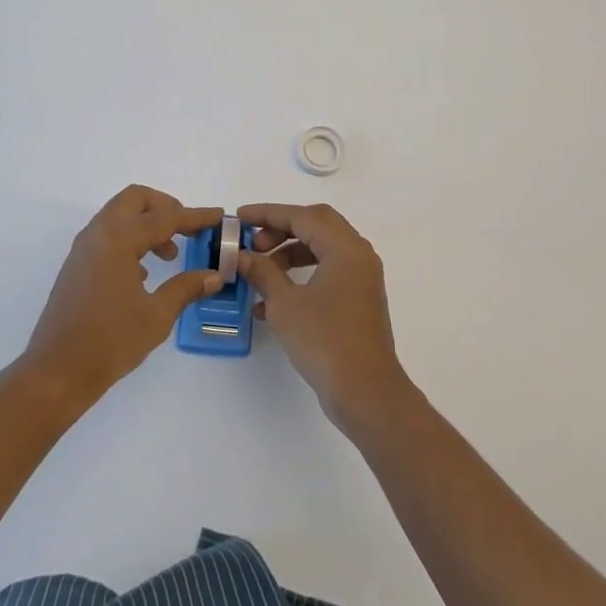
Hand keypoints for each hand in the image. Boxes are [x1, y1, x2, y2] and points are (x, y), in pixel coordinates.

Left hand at [23, 186, 224, 406]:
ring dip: (147, 224)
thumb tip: (214, 275)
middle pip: (135, 199)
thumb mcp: (157, 315)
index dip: (195, 217)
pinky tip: (144, 272)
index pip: (165, 217)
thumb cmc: (111, 341)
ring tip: (170, 255)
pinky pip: (108, 235)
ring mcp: (83, 249)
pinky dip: (130, 240)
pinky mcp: (77, 265)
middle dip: (166, 208)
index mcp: (118, 240)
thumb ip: (186, 288)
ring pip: (119, 215)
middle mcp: (98, 235)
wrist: (57, 371)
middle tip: (188, 230)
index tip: (219, 217)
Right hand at [237, 202, 414, 432]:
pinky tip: (269, 303)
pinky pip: (325, 274)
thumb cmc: (324, 340)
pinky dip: (300, 278)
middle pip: (316, 226)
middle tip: (254, 242)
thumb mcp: (285, 304)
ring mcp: (361, 279)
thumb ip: (262, 272)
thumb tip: (242, 256)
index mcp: (345, 248)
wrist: (365, 392)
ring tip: (259, 271)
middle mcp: (358, 256)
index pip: (302, 217)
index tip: (240, 218)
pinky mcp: (357, 300)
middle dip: (281, 229)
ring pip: (320, 250)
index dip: (268, 214)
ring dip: (288, 254)